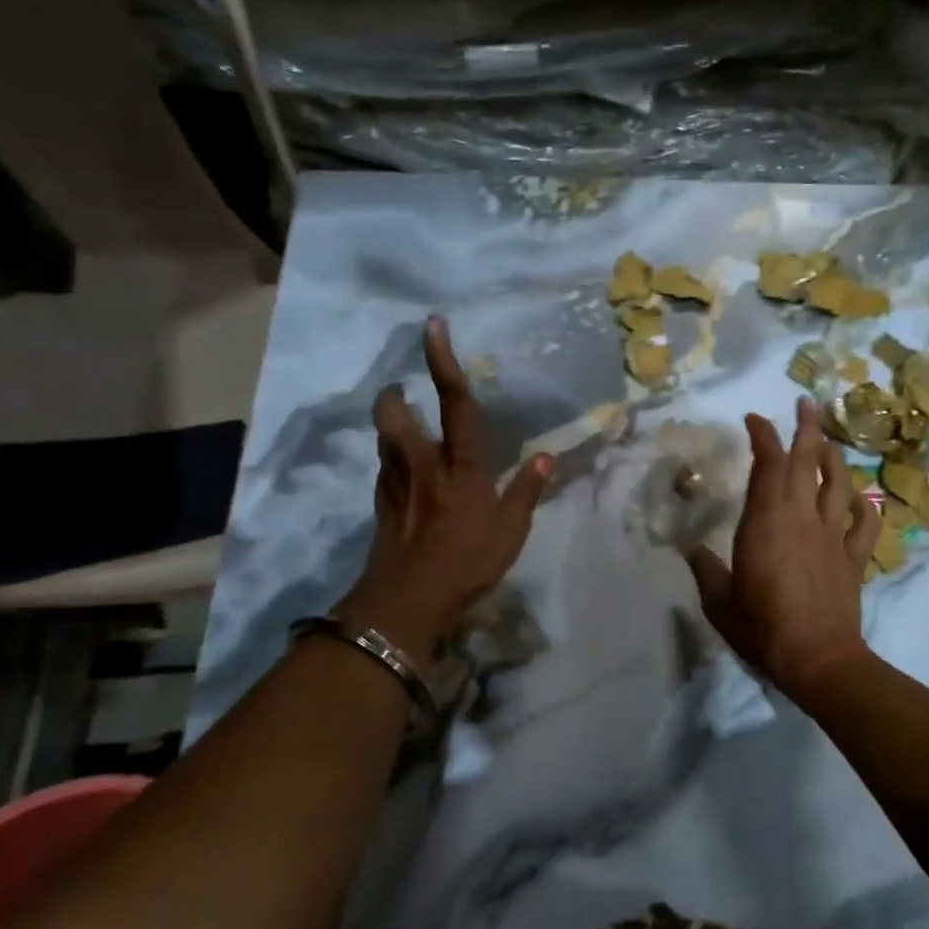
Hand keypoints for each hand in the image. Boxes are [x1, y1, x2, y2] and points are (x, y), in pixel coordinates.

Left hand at [336, 316, 552, 658]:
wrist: (407, 602)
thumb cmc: (466, 563)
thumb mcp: (511, 531)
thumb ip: (526, 491)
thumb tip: (546, 457)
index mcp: (461, 466)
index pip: (455, 404)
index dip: (443, 362)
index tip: (432, 326)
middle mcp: (423, 465)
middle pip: (396, 416)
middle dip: (395, 397)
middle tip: (402, 392)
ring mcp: (396, 485)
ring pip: (384, 441)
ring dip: (391, 426)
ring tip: (404, 425)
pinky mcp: (381, 507)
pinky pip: (384, 471)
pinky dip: (392, 462)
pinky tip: (405, 474)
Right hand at [686, 398, 880, 698]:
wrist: (818, 660)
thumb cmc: (762, 628)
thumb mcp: (719, 602)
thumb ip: (705, 570)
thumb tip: (690, 549)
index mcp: (766, 521)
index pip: (767, 464)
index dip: (762, 435)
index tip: (754, 419)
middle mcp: (801, 517)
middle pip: (808, 461)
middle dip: (806, 427)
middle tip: (805, 403)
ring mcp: (832, 535)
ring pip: (839, 483)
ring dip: (835, 457)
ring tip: (828, 442)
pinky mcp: (854, 558)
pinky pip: (865, 524)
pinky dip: (865, 506)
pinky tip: (861, 499)